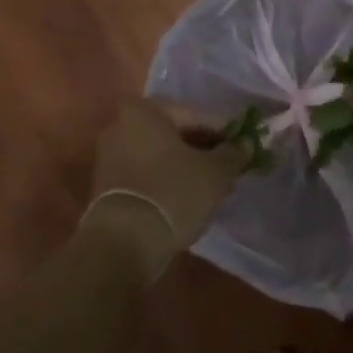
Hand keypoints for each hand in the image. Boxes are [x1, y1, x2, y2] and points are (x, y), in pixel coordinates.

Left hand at [87, 99, 248, 264]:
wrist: (125, 241)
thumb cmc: (173, 192)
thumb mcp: (215, 172)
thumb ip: (233, 153)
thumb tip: (245, 144)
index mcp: (143, 111)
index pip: (195, 115)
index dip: (223, 131)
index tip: (243, 146)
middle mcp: (120, 126)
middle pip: (174, 134)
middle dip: (204, 150)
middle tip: (231, 167)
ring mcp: (109, 156)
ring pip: (161, 156)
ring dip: (188, 167)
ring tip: (216, 186)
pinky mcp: (106, 185)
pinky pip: (147, 174)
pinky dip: (169, 180)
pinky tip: (191, 198)